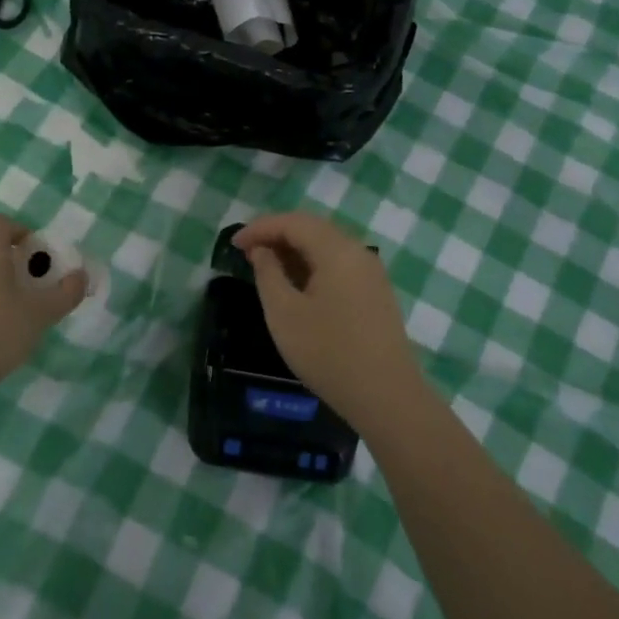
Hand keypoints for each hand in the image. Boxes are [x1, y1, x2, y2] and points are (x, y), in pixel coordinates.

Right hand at [234, 211, 428, 427]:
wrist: (386, 396)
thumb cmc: (328, 353)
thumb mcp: (284, 313)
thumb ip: (268, 274)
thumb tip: (262, 250)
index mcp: (337, 251)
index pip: (293, 222)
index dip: (260, 228)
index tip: (233, 244)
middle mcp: (358, 252)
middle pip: (312, 228)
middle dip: (277, 234)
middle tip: (247, 251)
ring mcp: (371, 273)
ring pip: (327, 246)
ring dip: (294, 250)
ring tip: (266, 267)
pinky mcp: (375, 292)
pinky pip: (338, 264)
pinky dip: (312, 265)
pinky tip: (296, 284)